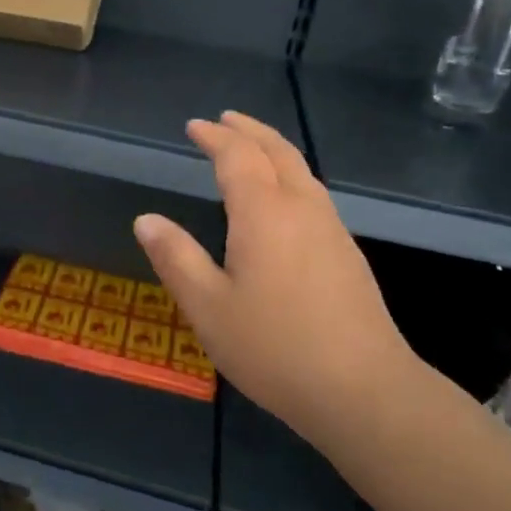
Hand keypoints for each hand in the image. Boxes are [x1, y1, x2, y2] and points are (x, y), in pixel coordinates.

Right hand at [133, 112, 415, 423]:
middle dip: (249, 130)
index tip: (194, 126)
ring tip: (252, 147)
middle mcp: (302, 209)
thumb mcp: (208, 307)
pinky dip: (290, 175)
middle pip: (278, 152)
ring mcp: (331, 230)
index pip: (237, 156)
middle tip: (225, 119)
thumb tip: (146, 219)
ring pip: (302, 171)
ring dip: (273, 149)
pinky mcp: (348, 254)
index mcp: (264, 213)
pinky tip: (284, 199)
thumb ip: (176, 258)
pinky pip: (314, 193)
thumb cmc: (274, 347)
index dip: (215, 137)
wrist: (364, 391)